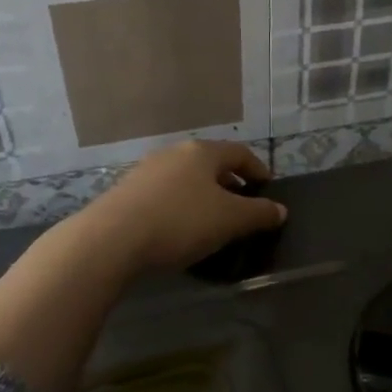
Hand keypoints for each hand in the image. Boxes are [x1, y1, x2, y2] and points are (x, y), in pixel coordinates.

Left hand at [77, 139, 285, 272]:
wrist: (111, 239)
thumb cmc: (181, 222)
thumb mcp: (230, 220)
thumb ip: (259, 213)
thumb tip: (280, 210)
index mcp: (203, 152)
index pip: (240, 153)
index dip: (258, 170)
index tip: (267, 188)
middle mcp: (174, 153)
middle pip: (210, 164)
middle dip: (230, 183)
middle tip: (242, 206)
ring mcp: (146, 171)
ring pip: (185, 179)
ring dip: (203, 196)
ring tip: (212, 220)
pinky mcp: (125, 192)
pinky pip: (164, 194)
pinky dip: (180, 206)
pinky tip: (180, 229)